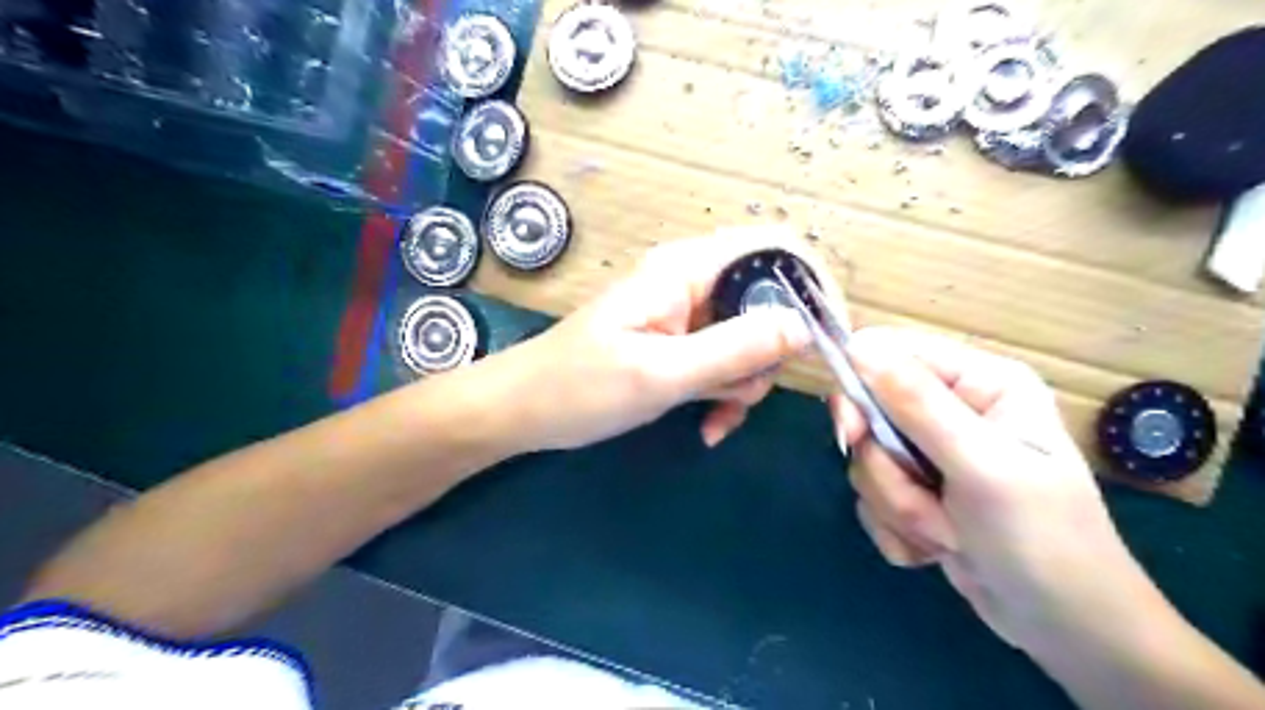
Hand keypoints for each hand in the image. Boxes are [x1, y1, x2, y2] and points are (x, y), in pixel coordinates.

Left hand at [505, 226, 837, 449]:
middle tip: (743, 393)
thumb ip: (735, 348)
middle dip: (769, 355)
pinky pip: (725, 363)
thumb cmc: (580, 387)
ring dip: (744, 383)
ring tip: (712, 416)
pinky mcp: (679, 345)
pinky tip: (707, 426)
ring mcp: (687, 316)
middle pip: (769, 301)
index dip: (813, 284)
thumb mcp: (662, 372)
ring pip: (751, 340)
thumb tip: (805, 327)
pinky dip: (725, 393)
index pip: (775, 247)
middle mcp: (692, 282)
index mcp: (686, 268)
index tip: (831, 338)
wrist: (525, 411)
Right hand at [831, 330, 1153, 650]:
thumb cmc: (1042, 539)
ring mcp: (931, 453)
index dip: (859, 385)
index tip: (851, 432)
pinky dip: (898, 528)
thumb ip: (918, 405)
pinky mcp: (917, 491)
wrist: (1067, 630)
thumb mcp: (982, 467)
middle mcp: (952, 409)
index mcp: (979, 382)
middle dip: (888, 468)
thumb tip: (858, 346)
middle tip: (920, 495)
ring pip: (867, 461)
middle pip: (868, 412)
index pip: (890, 352)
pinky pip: (872, 497)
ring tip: (949, 533)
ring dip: (899, 506)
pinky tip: (941, 548)